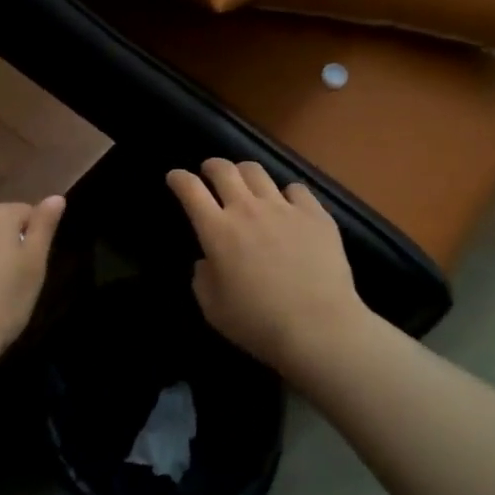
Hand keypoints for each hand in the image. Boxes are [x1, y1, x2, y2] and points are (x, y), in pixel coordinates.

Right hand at [166, 160, 367, 373]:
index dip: (179, 178)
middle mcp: (247, 209)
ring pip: (257, 171)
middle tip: (210, 173)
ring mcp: (283, 207)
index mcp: (217, 230)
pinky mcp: (315, 214)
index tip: (175, 177)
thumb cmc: (259, 324)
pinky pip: (296, 188)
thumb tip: (207, 261)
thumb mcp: (213, 309)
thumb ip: (202, 278)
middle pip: (223, 169)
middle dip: (211, 166)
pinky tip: (288, 205)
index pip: (190, 189)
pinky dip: (286, 193)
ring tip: (246, 183)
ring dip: (244, 173)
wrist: (319, 328)